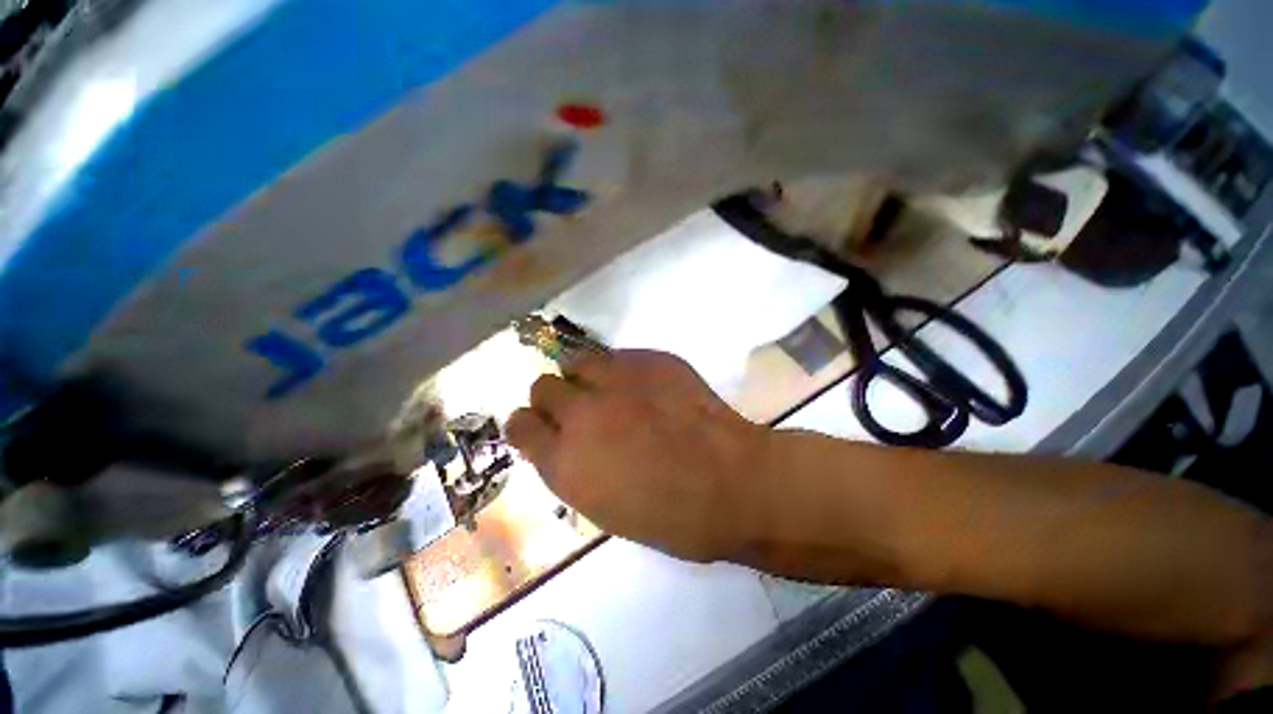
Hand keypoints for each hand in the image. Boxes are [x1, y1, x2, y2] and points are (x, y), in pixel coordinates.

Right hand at [506, 350, 771, 562]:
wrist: (732, 482)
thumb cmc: (672, 516)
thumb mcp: (604, 508)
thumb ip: (573, 469)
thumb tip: (562, 443)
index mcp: (566, 462)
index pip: (520, 426)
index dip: (529, 426)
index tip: (543, 429)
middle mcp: (583, 413)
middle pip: (542, 386)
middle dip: (555, 399)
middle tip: (580, 410)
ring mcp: (617, 381)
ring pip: (576, 361)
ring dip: (583, 377)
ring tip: (607, 390)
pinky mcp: (649, 360)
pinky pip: (617, 355)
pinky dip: (619, 369)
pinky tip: (643, 386)